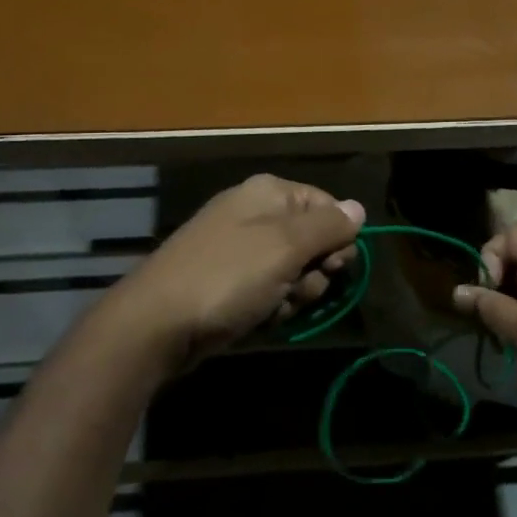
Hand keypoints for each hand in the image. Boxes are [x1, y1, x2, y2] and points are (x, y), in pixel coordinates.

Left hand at [106, 174, 364, 369]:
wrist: (158, 323)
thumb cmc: (227, 277)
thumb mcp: (285, 247)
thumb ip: (327, 226)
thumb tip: (358, 208)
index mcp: (269, 193)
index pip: (328, 207)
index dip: (338, 239)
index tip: (333, 265)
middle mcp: (256, 215)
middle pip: (314, 243)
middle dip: (313, 274)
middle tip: (295, 289)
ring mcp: (240, 250)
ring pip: (294, 273)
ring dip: (292, 297)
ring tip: (269, 308)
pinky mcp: (230, 282)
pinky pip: (269, 292)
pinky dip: (269, 308)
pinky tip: (254, 319)